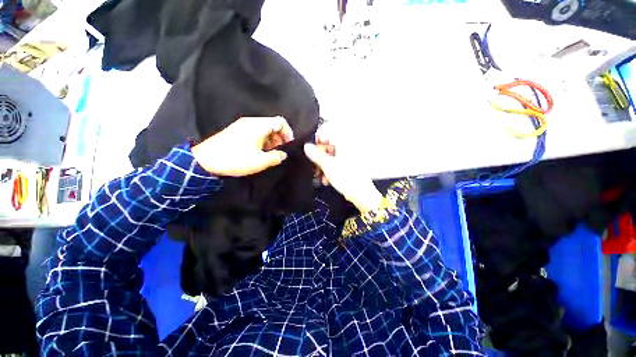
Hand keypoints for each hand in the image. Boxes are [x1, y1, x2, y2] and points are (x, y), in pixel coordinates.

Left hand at [192, 116, 293, 176]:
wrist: (206, 161)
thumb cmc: (236, 159)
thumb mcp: (260, 161)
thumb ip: (276, 157)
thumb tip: (283, 154)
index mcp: (258, 125)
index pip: (280, 122)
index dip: (288, 133)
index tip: (288, 146)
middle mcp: (251, 122)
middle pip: (273, 125)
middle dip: (280, 138)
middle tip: (279, 152)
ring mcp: (242, 126)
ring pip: (264, 129)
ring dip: (271, 141)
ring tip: (269, 154)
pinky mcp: (237, 131)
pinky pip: (255, 132)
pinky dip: (262, 141)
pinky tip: (259, 152)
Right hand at [304, 137, 382, 211]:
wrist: (361, 194)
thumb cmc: (348, 178)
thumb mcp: (329, 166)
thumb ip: (317, 155)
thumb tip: (307, 146)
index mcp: (344, 145)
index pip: (329, 135)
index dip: (318, 141)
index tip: (310, 149)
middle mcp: (347, 150)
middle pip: (328, 148)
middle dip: (319, 157)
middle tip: (313, 164)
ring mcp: (347, 160)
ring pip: (330, 158)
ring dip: (322, 166)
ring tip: (318, 174)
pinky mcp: (347, 168)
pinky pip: (335, 165)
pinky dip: (329, 171)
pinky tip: (325, 179)